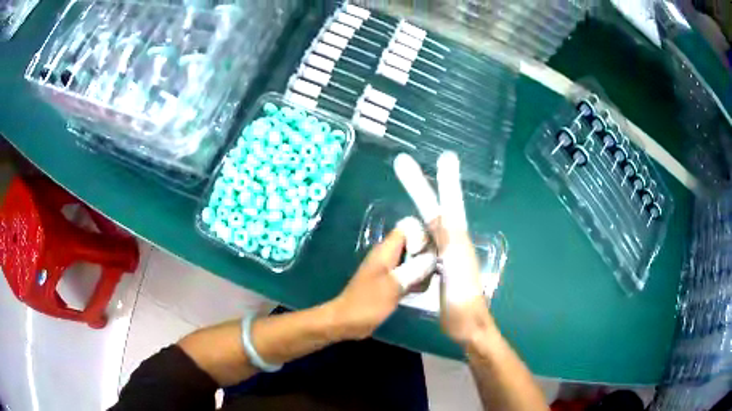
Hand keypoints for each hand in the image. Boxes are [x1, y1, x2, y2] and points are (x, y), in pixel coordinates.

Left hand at [331, 223, 435, 339]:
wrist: (346, 321)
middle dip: (426, 253)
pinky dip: (415, 279)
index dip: (422, 235)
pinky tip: (422, 290)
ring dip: (422, 268)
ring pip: (411, 260)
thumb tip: (432, 258)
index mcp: (385, 251)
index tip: (433, 250)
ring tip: (430, 280)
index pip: (407, 229)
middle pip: (412, 244)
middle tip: (436, 268)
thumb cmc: (368, 302)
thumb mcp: (394, 286)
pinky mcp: (389, 283)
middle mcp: (387, 256)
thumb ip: (414, 270)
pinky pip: (407, 274)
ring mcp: (388, 269)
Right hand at [394, 152, 495, 345]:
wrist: (467, 325)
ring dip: (419, 204)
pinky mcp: (437, 266)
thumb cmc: (464, 299)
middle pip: (434, 207)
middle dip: (420, 185)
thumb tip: (442, 214)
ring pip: (428, 223)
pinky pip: (424, 243)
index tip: (444, 157)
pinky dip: (416, 231)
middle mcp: (452, 240)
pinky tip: (410, 229)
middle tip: (402, 163)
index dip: (445, 179)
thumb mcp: (458, 268)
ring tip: (408, 185)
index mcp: (457, 238)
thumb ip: (451, 243)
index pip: (448, 203)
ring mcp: (445, 253)